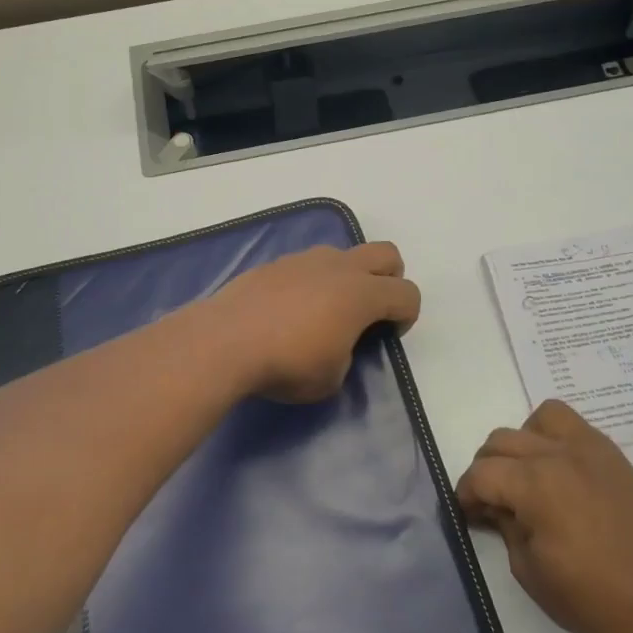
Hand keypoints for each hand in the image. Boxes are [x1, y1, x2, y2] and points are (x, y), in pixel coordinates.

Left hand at [203, 242, 421, 403]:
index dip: (408, 316)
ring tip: (326, 311)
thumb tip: (337, 343)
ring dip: (348, 277)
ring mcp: (304, 260)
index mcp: (362, 294)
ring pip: (344, 254)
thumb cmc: (286, 364)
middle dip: (390, 279)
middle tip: (371, 312)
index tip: (388, 336)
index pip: (407, 294)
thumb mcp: (331, 378)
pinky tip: (291, 309)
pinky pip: (308, 264)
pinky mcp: (275, 263)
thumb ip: (347, 354)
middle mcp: (338, 267)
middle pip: (386, 254)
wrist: (224, 341)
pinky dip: (313, 281)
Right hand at [457, 399, 632, 632]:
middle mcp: (558, 454)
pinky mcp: (612, 456)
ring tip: (528, 476)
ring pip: (538, 419)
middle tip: (493, 502)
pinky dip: (555, 438)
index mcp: (535, 484)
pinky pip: (572, 425)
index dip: (465, 494)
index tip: (468, 514)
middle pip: (501, 441)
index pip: (481, 473)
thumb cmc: (590, 598)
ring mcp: (589, 449)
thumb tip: (495, 506)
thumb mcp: (528, 570)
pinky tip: (560, 473)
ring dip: (522, 443)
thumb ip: (505, 526)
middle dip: (486, 469)